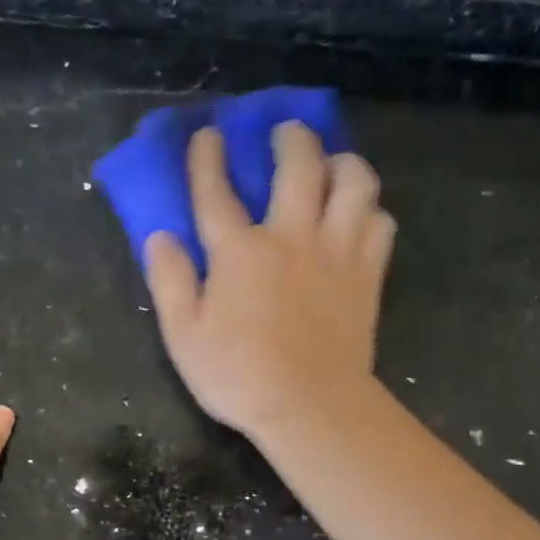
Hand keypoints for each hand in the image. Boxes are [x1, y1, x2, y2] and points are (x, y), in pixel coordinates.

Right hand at [144, 121, 394, 443]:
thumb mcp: (184, 336)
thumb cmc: (239, 376)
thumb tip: (160, 237)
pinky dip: (371, 210)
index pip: (216, 190)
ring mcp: (337, 252)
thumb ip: (170, 282)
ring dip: (343, 162)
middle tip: (285, 133)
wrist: (311, 406)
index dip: (208, 158)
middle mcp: (291, 236)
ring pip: (354, 182)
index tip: (209, 134)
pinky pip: (380, 223)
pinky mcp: (368, 274)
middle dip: (290, 137)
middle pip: (298, 164)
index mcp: (239, 251)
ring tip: (334, 165)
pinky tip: (360, 216)